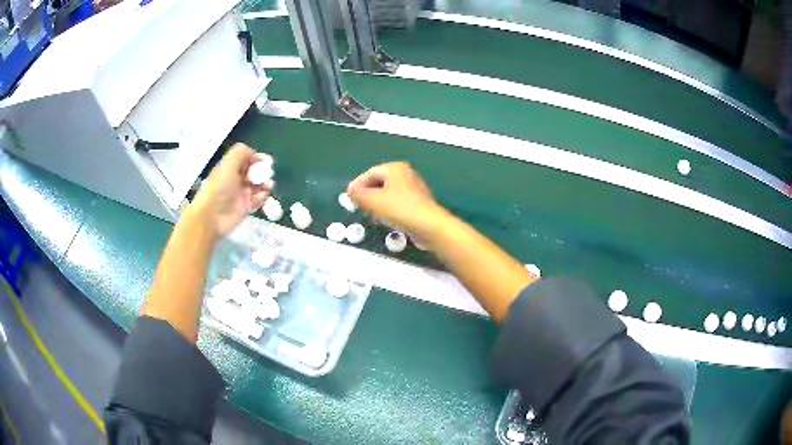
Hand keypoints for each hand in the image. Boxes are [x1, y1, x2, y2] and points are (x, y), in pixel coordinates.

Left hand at [191, 144, 270, 238]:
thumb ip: (242, 153)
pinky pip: (259, 199)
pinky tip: (263, 195)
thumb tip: (256, 156)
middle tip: (268, 173)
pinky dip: (264, 197)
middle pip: (254, 171)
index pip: (246, 158)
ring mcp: (242, 193)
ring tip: (268, 185)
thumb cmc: (219, 188)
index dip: (256, 158)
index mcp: (230, 167)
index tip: (265, 160)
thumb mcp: (228, 164)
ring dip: (265, 183)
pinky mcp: (247, 207)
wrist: (213, 216)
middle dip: (263, 170)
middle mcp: (236, 179)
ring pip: (259, 185)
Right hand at [347, 162, 444, 237]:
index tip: (349, 197)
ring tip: (369, 214)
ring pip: (389, 193)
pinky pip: (398, 203)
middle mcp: (406, 174)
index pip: (370, 173)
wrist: (429, 226)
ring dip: (377, 203)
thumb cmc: (399, 209)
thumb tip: (350, 192)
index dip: (357, 184)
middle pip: (380, 182)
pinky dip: (388, 209)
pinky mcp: (418, 203)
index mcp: (395, 168)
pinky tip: (385, 219)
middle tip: (357, 205)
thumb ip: (358, 195)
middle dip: (367, 194)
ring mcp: (414, 189)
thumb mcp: (372, 201)